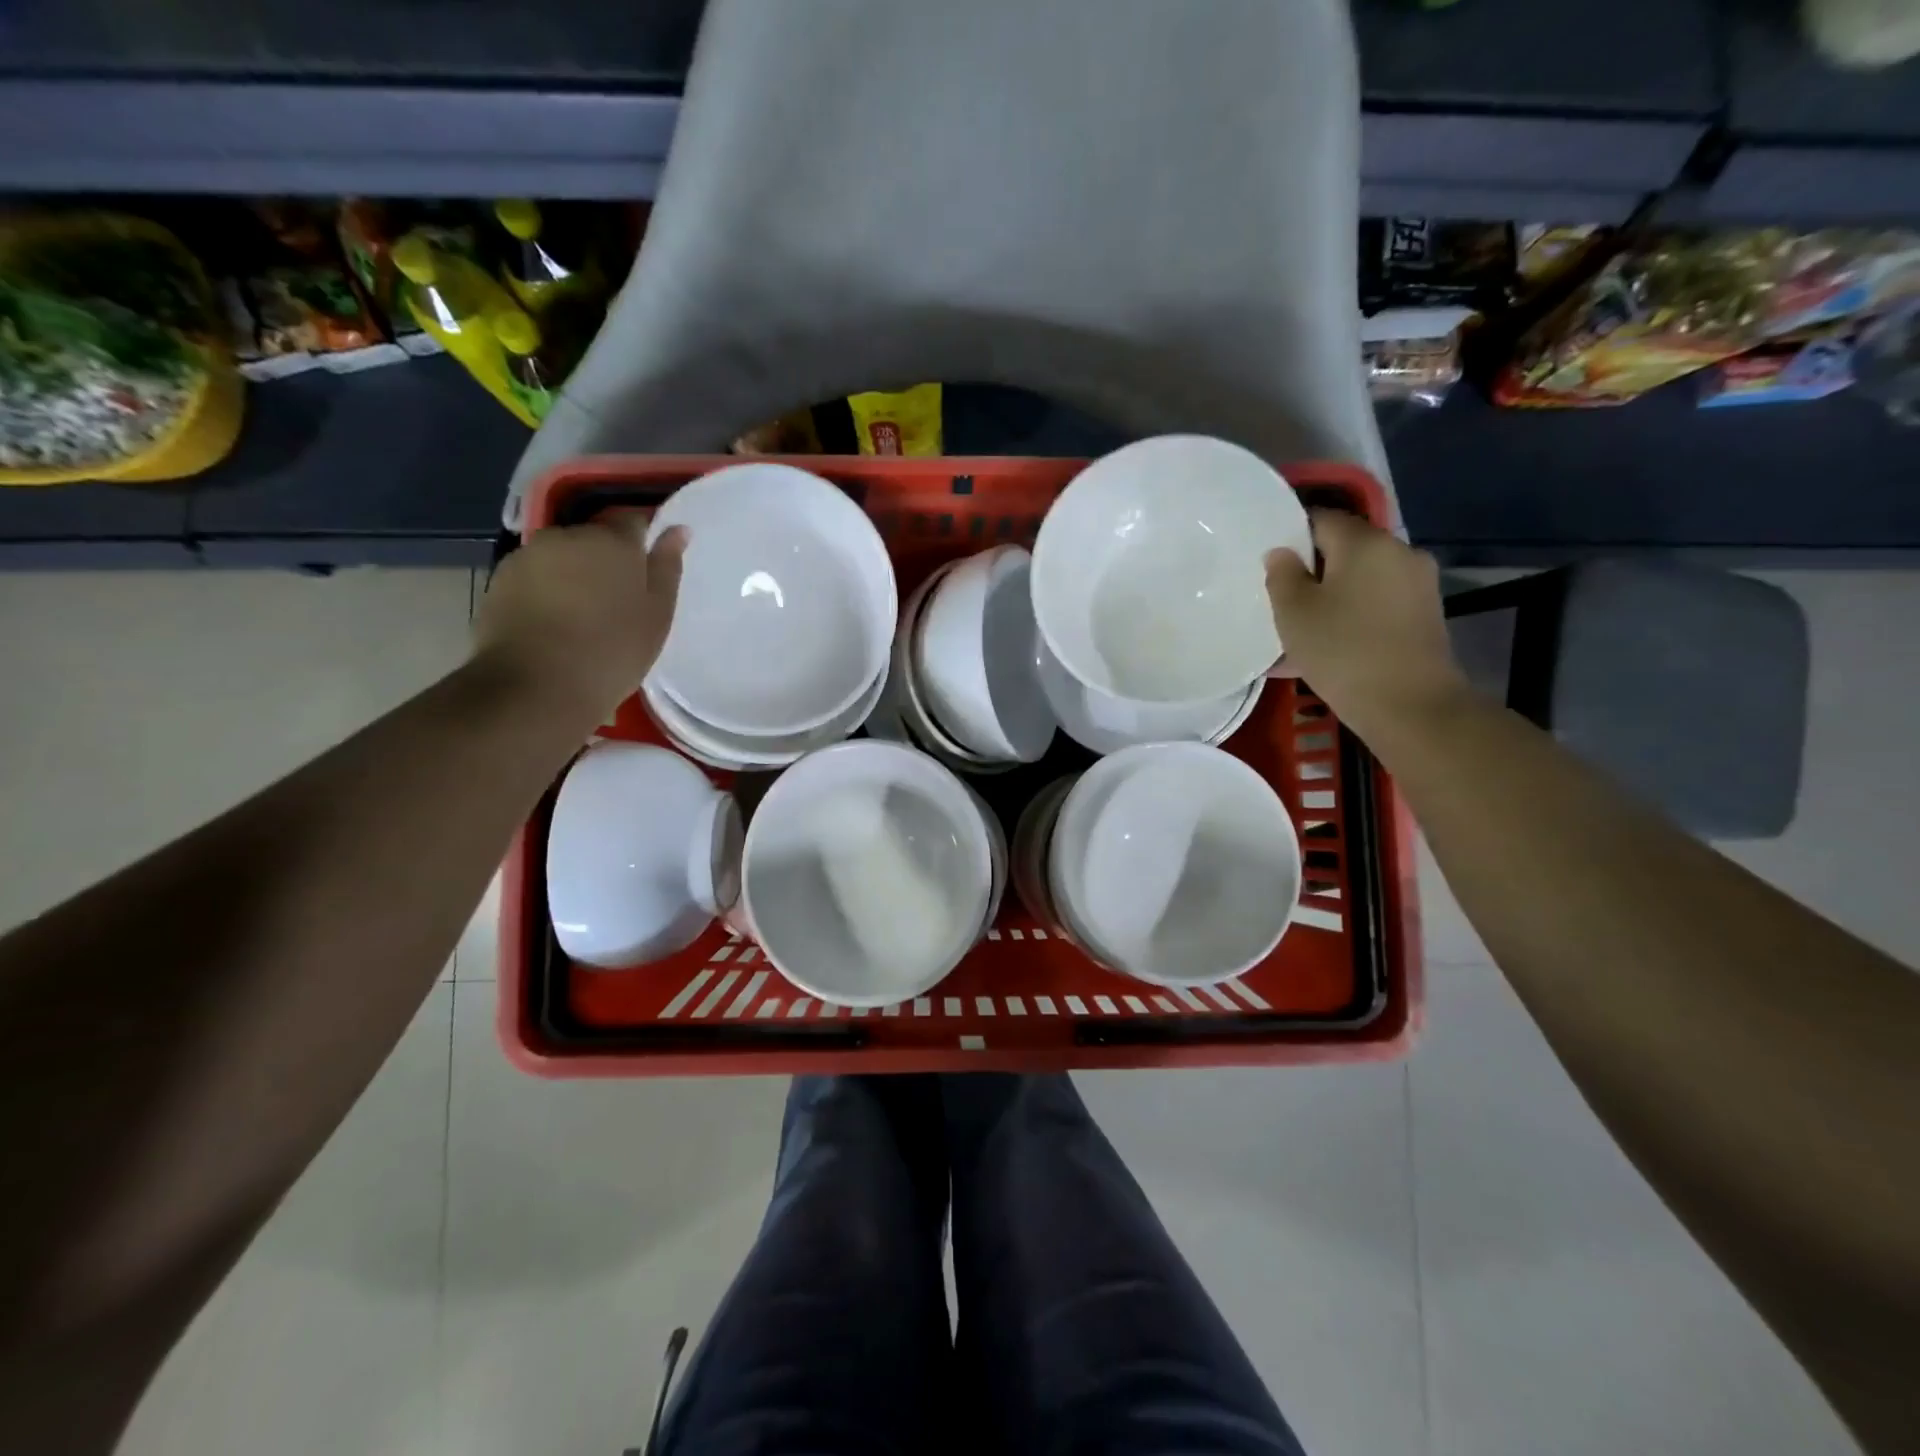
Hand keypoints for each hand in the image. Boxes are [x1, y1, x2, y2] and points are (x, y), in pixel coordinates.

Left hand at [472, 516, 685, 724]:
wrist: (537, 686)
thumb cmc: (612, 651)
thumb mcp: (657, 614)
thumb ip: (667, 567)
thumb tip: (678, 529)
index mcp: (613, 541)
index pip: (633, 521)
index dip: (642, 544)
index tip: (647, 573)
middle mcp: (568, 535)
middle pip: (594, 538)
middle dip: (606, 561)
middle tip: (617, 602)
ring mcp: (529, 555)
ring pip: (562, 557)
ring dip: (574, 575)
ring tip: (583, 617)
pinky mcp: (501, 579)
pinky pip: (536, 576)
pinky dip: (547, 591)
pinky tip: (554, 624)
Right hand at [1265, 509, 1466, 741]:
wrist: (1409, 705)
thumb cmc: (1342, 651)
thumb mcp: (1294, 613)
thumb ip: (1282, 575)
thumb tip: (1282, 553)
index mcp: (1365, 542)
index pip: (1321, 518)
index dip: (1290, 534)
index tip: (1269, 562)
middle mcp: (1398, 552)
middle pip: (1345, 549)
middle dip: (1312, 568)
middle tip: (1281, 598)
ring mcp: (1418, 584)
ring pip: (1361, 578)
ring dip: (1332, 595)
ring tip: (1303, 626)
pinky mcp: (1424, 614)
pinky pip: (1377, 602)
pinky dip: (1352, 613)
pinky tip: (1330, 643)